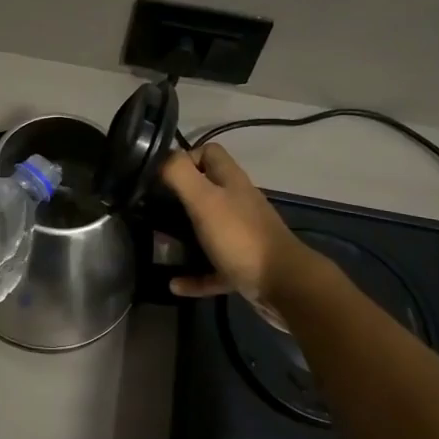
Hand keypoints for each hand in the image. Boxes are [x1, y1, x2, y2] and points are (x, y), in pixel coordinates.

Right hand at [160, 145, 321, 316]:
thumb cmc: (241, 237)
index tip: (162, 176)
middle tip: (153, 210)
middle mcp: (239, 203)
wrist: (285, 286)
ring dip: (184, 236)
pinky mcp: (243, 266)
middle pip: (207, 190)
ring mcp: (243, 236)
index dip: (185, 158)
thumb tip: (160, 158)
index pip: (210, 153)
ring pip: (209, 228)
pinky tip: (175, 284)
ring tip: (160, 243)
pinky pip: (212, 267)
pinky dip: (194, 274)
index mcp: (231, 182)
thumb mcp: (204, 199)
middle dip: (179, 198)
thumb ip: (180, 174)